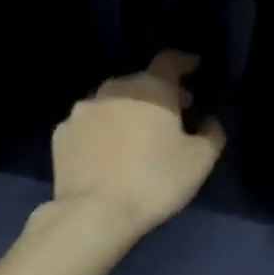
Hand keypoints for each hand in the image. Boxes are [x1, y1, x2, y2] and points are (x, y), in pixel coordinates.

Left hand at [52, 51, 223, 240]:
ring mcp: (82, 110)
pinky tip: (107, 154)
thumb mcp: (200, 161)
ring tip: (137, 136)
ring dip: (127, 112)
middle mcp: (113, 89)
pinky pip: (89, 126)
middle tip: (173, 114)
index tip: (195, 67)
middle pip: (140, 82)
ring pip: (111, 103)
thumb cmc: (155, 182)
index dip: (185, 62)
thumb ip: (212, 134)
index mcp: (151, 89)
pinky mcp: (61, 135)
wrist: (94, 213)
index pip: (170, 61)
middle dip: (159, 94)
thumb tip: (209, 120)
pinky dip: (101, 132)